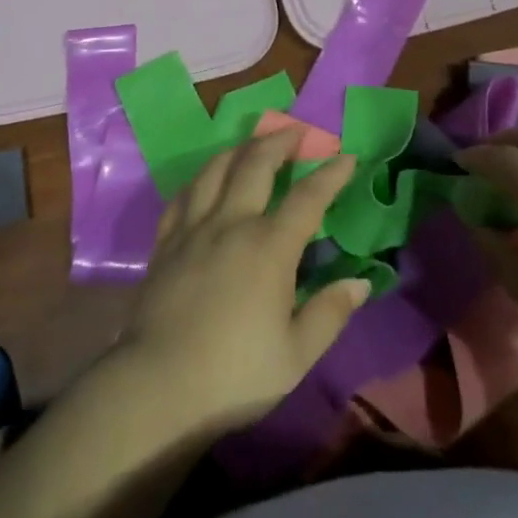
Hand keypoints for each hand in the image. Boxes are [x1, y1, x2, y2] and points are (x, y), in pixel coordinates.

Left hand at [112, 126, 367, 434]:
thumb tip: (359, 282)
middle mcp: (232, 223)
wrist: (158, 386)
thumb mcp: (296, 355)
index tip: (347, 156)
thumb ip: (329, 314)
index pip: (308, 198)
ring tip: (252, 144)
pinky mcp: (166, 242)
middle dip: (279, 141)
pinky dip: (200, 179)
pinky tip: (205, 180)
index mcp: (269, 247)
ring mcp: (194, 228)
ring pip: (216, 169)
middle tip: (295, 131)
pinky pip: (183, 195)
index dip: (330, 174)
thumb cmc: (235, 374)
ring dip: (239, 149)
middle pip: (256, 164)